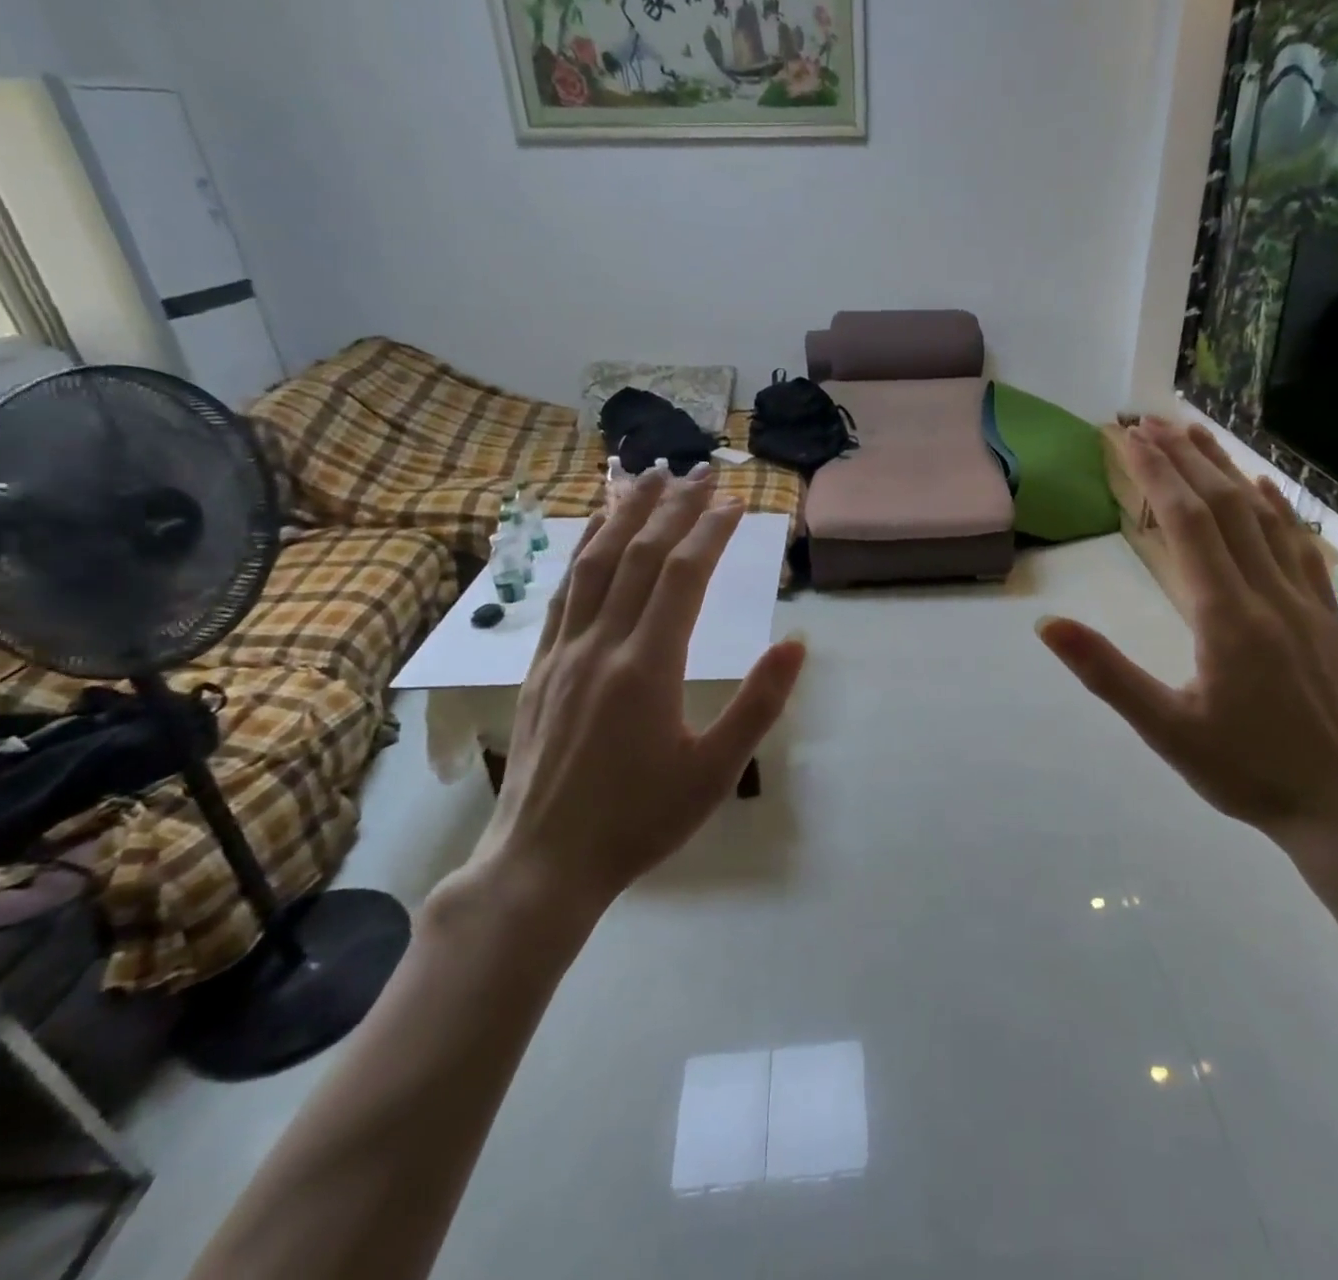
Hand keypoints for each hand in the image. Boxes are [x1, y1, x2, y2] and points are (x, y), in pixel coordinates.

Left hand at [465, 467, 806, 937]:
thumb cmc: (639, 820)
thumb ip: (758, 703)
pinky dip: (581, 550)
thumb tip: (798, 643)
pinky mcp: (539, 665)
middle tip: (699, 474)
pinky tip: (593, 534)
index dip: (711, 531)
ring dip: (622, 515)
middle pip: (638, 555)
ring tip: (645, 478)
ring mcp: (563, 651)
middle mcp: (601, 644)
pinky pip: (562, 592)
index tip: (736, 502)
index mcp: (647, 666)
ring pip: (592, 563)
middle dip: (671, 509)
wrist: (543, 863)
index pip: (683, 575)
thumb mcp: (714, 771)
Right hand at [1038, 419, 1337, 856]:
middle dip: (1183, 458)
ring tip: (1195, 434)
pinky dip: (1277, 507)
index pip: (1186, 524)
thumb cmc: (1247, 773)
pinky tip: (1264, 488)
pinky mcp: (1327, 614)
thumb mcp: (1165, 729)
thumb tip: (1047, 624)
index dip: (1155, 474)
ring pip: (1264, 517)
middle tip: (1148, 422)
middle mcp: (1269, 593)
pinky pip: (1300, 545)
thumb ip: (1105, 672)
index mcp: (1226, 616)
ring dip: (1226, 470)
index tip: (1126, 438)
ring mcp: (1306, 599)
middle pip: (1223, 506)